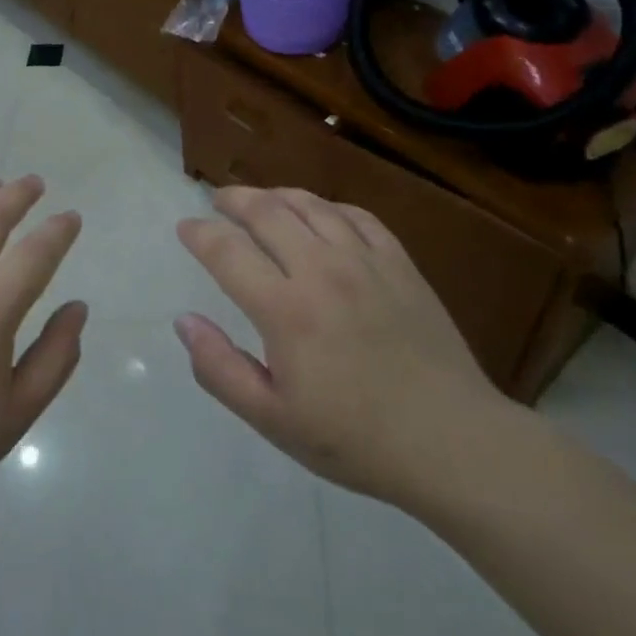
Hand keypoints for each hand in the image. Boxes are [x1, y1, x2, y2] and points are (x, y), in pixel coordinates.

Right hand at [174, 186, 512, 508]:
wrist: (451, 441)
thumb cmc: (355, 439)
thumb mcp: (273, 419)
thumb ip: (220, 369)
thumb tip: (184, 321)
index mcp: (285, 309)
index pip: (227, 251)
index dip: (199, 233)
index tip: (186, 228)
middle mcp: (321, 270)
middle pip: (267, 212)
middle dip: (234, 199)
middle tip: (218, 199)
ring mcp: (365, 261)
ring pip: (311, 205)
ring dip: (277, 194)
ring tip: (261, 199)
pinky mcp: (400, 263)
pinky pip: (357, 216)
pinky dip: (328, 206)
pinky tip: (321, 214)